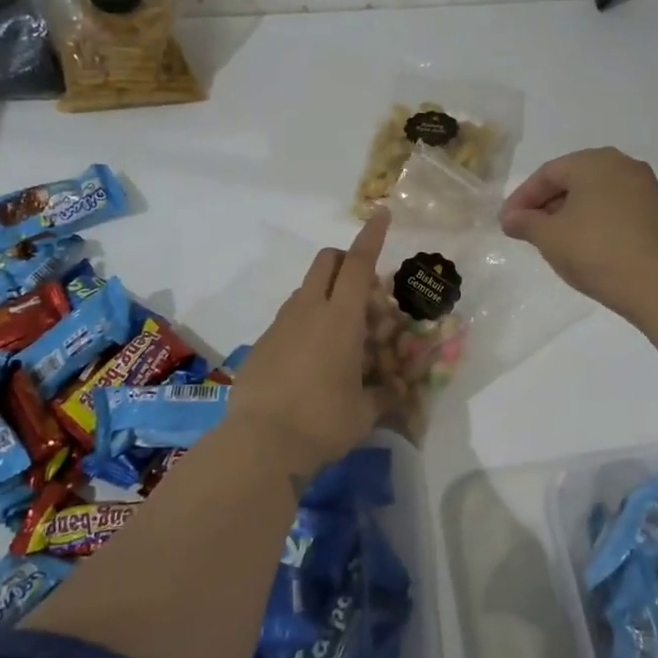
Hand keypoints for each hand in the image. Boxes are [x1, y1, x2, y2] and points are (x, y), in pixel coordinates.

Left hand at [226, 209, 390, 467]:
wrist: (260, 443)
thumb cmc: (323, 422)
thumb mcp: (365, 412)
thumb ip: (384, 394)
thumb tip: (396, 391)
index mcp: (341, 318)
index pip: (359, 263)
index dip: (372, 236)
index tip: (381, 213)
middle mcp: (309, 311)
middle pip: (326, 262)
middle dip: (346, 260)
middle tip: (365, 291)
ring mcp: (281, 325)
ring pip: (306, 289)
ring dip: (327, 294)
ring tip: (341, 335)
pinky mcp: (262, 343)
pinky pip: (290, 318)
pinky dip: (306, 322)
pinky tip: (312, 361)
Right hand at [501, 147, 657, 315]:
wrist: (656, 283)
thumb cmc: (594, 251)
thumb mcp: (549, 237)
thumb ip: (525, 222)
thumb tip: (510, 218)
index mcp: (593, 161)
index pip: (547, 173)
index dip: (522, 198)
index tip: (506, 222)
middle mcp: (621, 164)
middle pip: (572, 179)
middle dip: (546, 204)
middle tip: (526, 229)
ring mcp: (643, 187)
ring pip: (594, 194)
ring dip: (569, 213)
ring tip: (552, 239)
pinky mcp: (656, 211)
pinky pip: (614, 208)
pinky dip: (594, 220)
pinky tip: (583, 243)